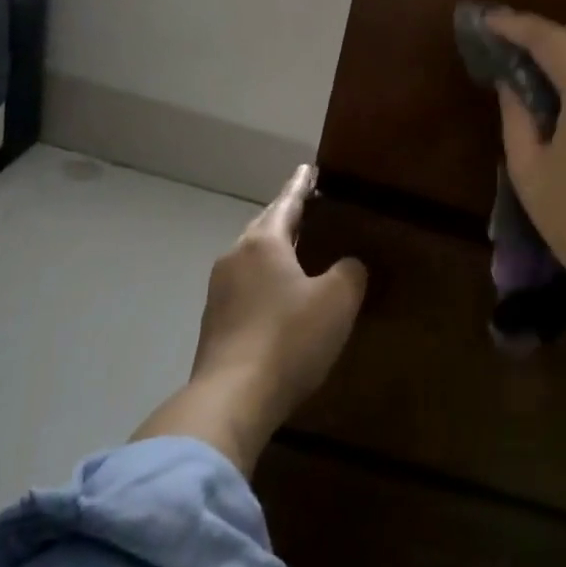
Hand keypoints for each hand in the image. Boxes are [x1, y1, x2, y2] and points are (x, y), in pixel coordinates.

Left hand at [131, 165, 367, 473]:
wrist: (232, 398)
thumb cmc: (289, 338)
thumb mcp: (337, 300)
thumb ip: (350, 273)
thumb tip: (348, 266)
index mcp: (263, 243)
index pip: (287, 202)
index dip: (301, 185)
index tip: (308, 168)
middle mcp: (235, 258)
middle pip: (264, 227)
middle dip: (286, 216)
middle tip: (307, 207)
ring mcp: (219, 291)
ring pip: (252, 258)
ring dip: (274, 251)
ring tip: (297, 251)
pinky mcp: (215, 324)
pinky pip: (246, 287)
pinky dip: (265, 281)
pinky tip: (279, 298)